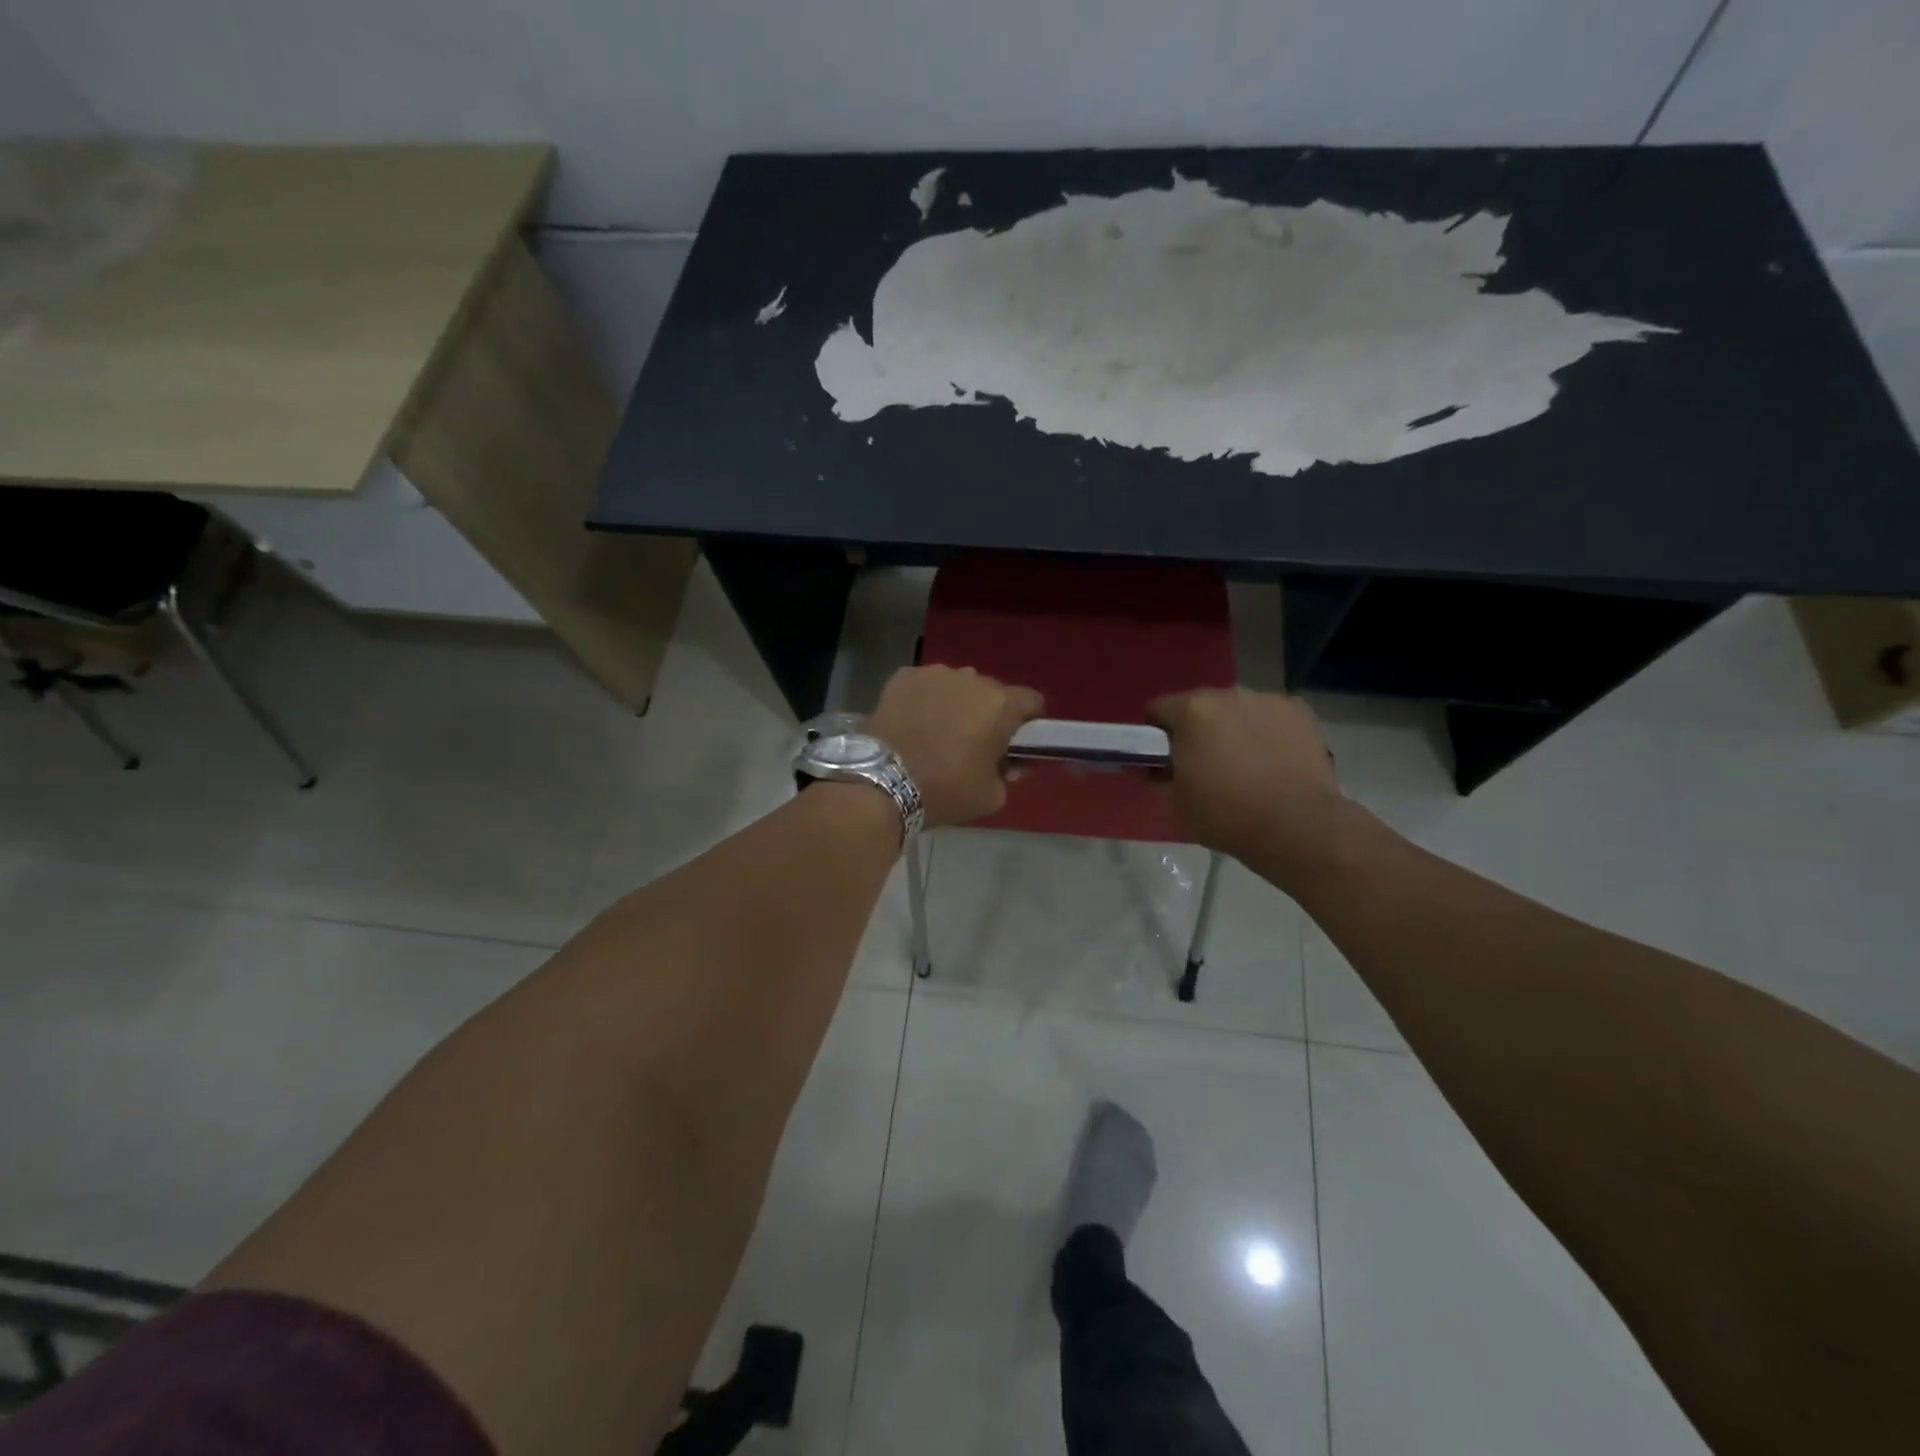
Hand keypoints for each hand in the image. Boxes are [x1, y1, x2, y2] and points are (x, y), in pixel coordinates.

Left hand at [870, 666, 1043, 828]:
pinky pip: (925, 686)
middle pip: (992, 691)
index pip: (1031, 701)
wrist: (882, 782)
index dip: (1028, 721)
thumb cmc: (945, 789)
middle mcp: (972, 679)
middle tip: (974, 742)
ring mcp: (935, 674)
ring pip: (957, 685)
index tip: (1016, 741)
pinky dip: (924, 700)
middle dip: (988, 713)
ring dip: (956, 703)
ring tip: (938, 732)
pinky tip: (913, 723)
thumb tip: (1007, 764)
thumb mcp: (991, 796)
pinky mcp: (903, 676)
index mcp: (1000, 704)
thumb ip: (1008, 775)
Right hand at [1147, 689, 1347, 875]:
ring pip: (1236, 710)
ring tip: (1244, 765)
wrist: (1297, 826)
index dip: (1155, 735)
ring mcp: (1267, 700)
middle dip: (1197, 730)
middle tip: (1204, 765)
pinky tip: (1273, 760)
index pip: (1158, 710)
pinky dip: (1265, 732)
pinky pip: (1269, 717)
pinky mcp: (1298, 711)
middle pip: (1199, 706)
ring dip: (1232, 728)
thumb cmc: (1226, 815)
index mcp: (1192, 711)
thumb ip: (1154, 778)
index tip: (1164, 759)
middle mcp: (1228, 695)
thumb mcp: (1173, 804)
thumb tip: (1152, 768)